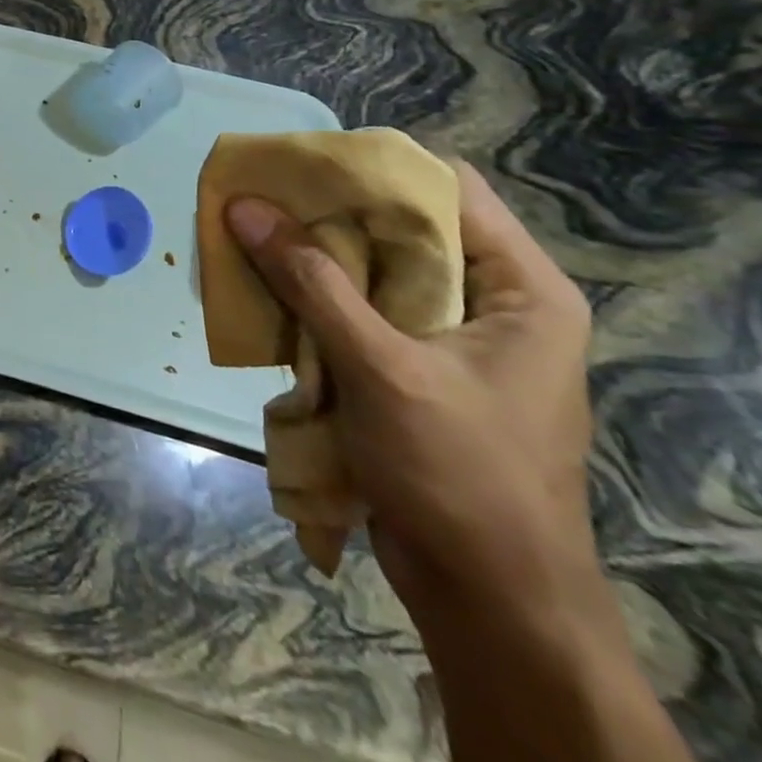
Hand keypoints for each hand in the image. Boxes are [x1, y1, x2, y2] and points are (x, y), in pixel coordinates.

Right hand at [225, 163, 595, 613]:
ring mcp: (450, 338)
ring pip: (370, 270)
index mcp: (520, 289)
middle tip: (257, 197)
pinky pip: (356, 311)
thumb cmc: (459, 474)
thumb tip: (242, 207)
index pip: (449, 189)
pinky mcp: (413, 369)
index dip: (375, 167)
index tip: (301, 162)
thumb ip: (310, 281)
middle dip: (325, 213)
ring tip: (247, 235)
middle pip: (401, 228)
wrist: (489, 599)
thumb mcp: (382, 367)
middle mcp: (490, 302)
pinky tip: (262, 290)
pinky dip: (311, 298)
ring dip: (309, 257)